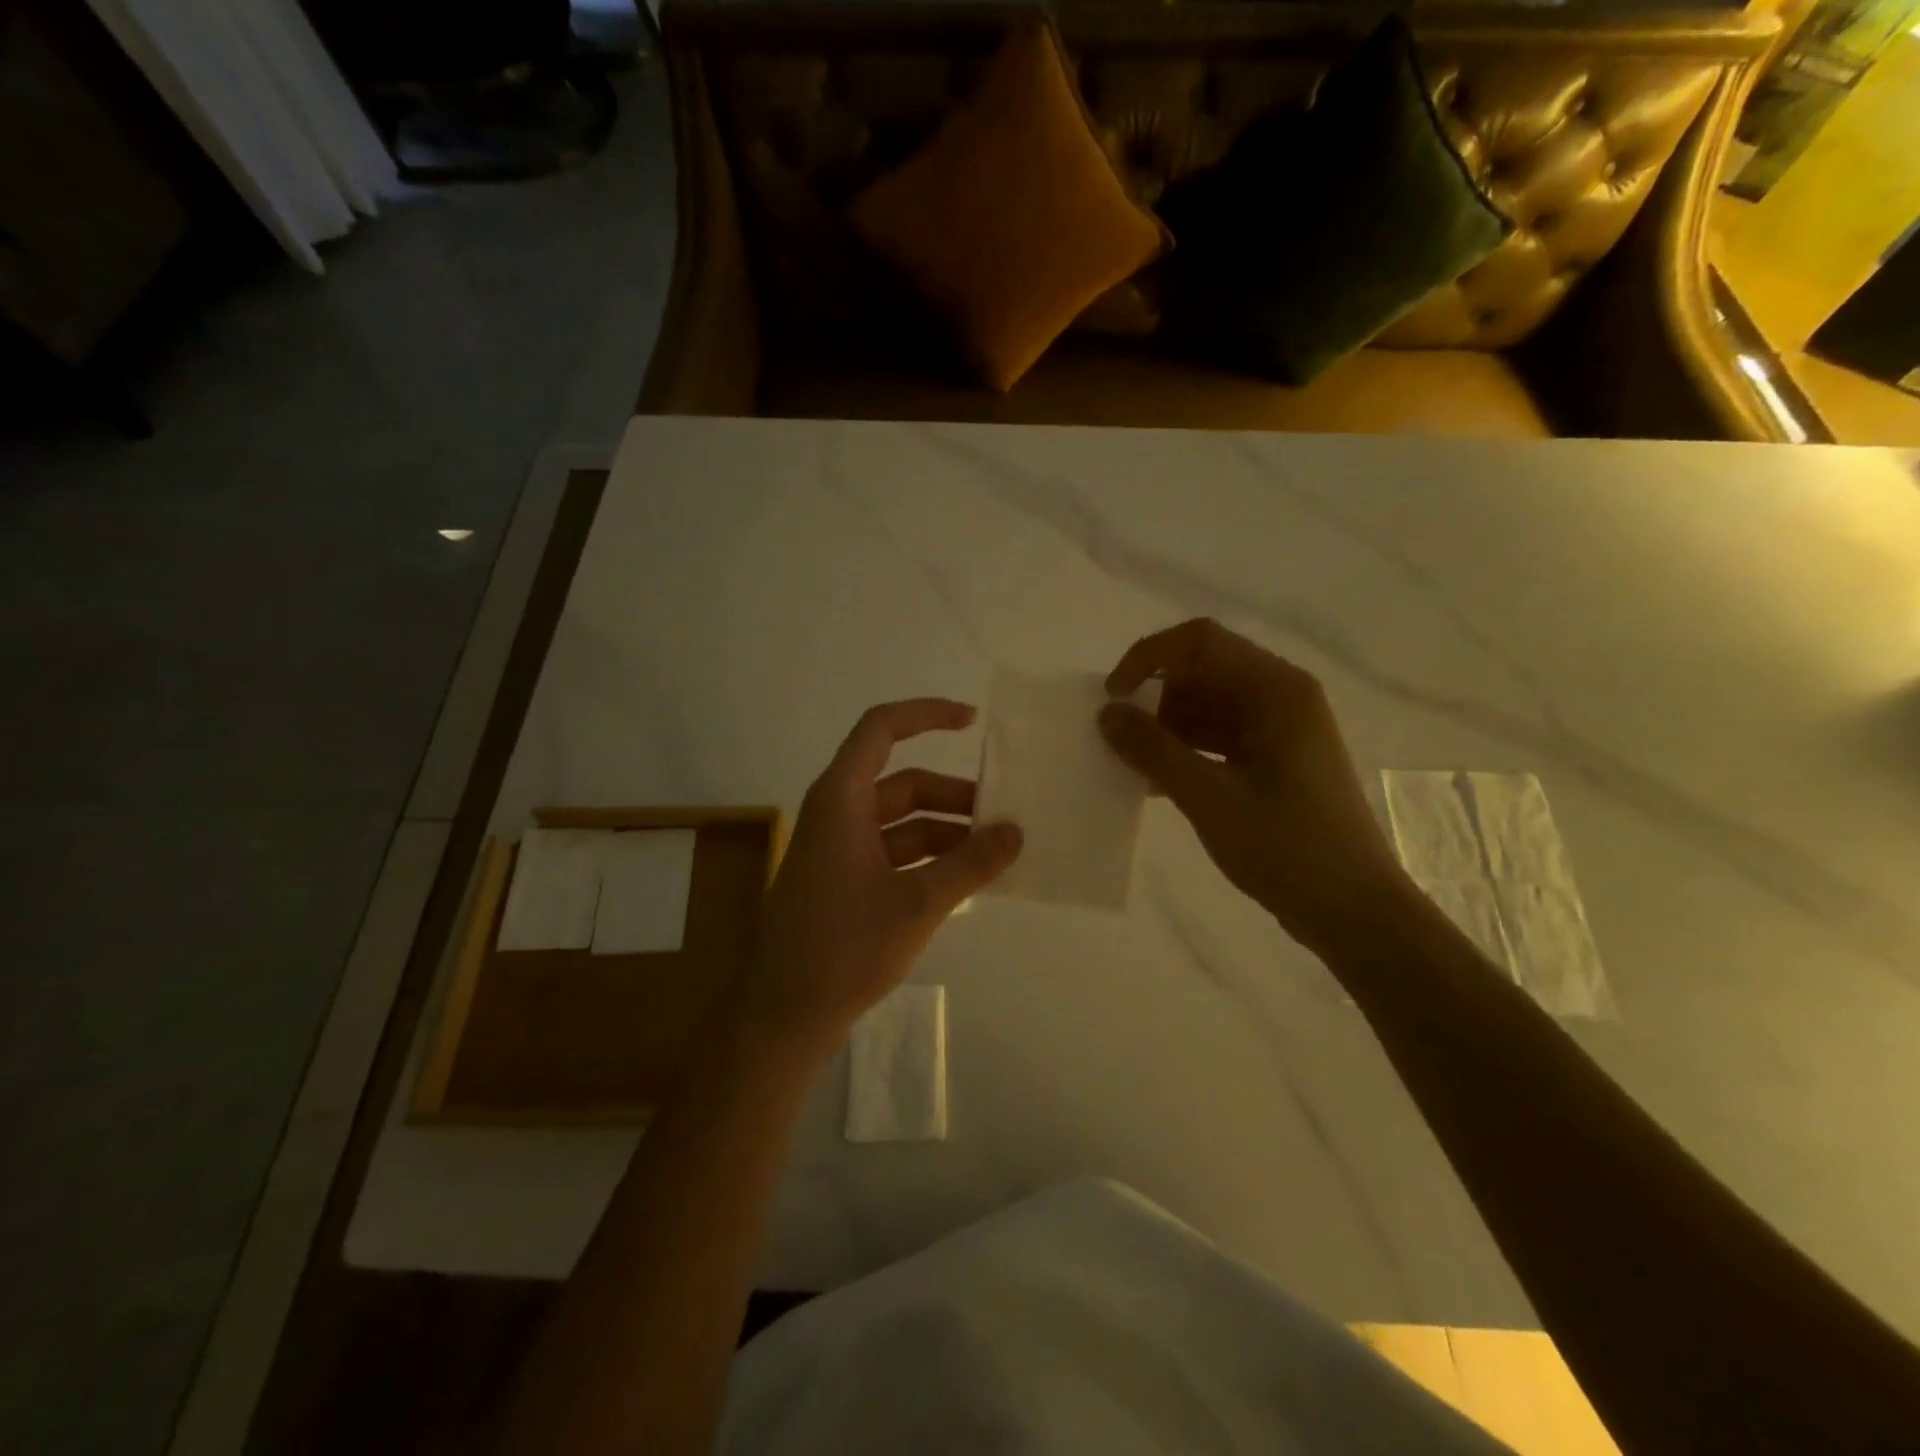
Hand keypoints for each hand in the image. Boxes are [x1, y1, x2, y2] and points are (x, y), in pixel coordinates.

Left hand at [746, 699, 1023, 1051]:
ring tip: (993, 854)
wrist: (785, 1015)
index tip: (972, 721)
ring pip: (900, 822)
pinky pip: (892, 852)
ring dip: (945, 831)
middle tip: (1002, 816)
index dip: (926, 714)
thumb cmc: (845, 947)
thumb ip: (971, 863)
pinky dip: (927, 858)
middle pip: (902, 782)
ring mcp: (837, 849)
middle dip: (953, 795)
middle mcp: (836, 814)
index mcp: (841, 799)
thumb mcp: (919, 902)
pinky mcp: (841, 881)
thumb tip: (1016, 831)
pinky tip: (963, 881)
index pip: (881, 730)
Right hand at [1098, 618, 1412, 954]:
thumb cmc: (1286, 847)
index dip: (1147, 658)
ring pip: (1209, 706)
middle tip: (1123, 741)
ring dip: (1168, 728)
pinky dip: (1187, 751)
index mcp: (1276, 689)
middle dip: (1157, 699)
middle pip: (1204, 672)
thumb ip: (1153, 750)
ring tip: (1136, 767)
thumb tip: (1107, 713)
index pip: (1199, 642)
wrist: (1354, 910)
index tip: (1113, 697)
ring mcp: (1282, 730)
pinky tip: (1159, 784)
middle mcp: (1282, 696)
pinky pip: (1221, 737)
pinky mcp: (1277, 761)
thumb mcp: (1209, 797)